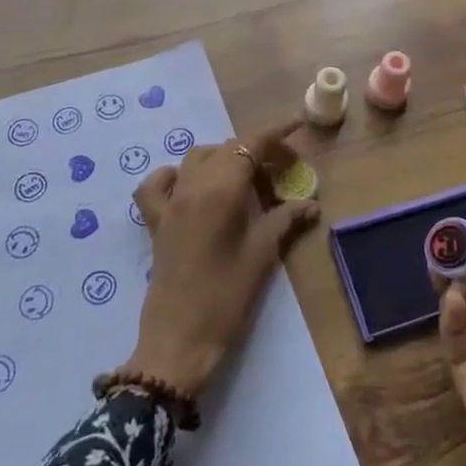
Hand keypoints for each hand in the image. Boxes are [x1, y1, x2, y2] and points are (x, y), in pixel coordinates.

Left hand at [119, 121, 318, 398]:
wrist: (179, 341)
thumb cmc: (226, 298)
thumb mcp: (262, 256)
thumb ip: (285, 221)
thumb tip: (310, 204)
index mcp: (220, 191)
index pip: (250, 146)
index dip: (275, 133)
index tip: (296, 125)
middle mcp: (192, 187)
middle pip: (226, 150)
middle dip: (256, 150)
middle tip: (282, 168)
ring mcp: (169, 203)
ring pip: (196, 159)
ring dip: (222, 157)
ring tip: (245, 177)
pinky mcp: (155, 222)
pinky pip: (158, 184)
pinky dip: (175, 175)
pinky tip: (190, 186)